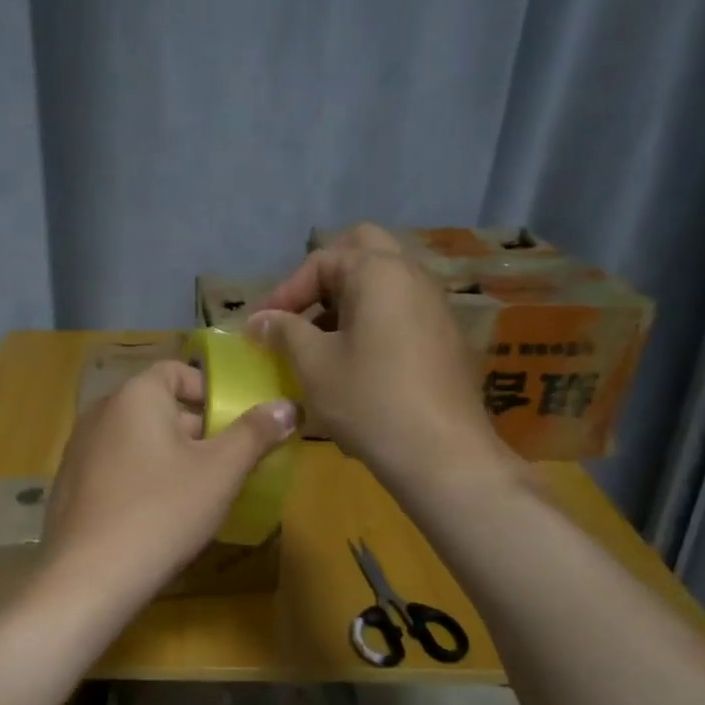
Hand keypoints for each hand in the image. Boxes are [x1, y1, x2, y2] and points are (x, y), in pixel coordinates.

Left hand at [39, 361, 297, 615]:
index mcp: (135, 395)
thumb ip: (255, 433)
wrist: (89, 576)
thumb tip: (287, 406)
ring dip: (169, 455)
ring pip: (137, 438)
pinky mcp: (70, 484)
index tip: (234, 423)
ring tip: (196, 491)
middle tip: (226, 463)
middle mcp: (100, 412)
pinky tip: (157, 513)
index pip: (176, 371)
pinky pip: (115, 466)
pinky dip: (140, 476)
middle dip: (196, 429)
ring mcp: (79, 449)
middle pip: (157, 405)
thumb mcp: (220, 471)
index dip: (210, 391)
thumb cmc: (162, 511)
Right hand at [249, 223, 517, 497]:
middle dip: (324, 278)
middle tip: (299, 313)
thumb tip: (259, 319)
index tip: (260, 327)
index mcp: (379, 272)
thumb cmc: (369, 400)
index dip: (284, 291)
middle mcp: (413, 276)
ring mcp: (436, 305)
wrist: (442, 453)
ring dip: (348, 301)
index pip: (322, 261)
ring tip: (319, 342)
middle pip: (362, 251)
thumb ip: (284, 332)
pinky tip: (354, 363)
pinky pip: (401, 310)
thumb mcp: (314, 365)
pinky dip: (372, 321)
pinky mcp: (445, 336)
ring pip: (384, 282)